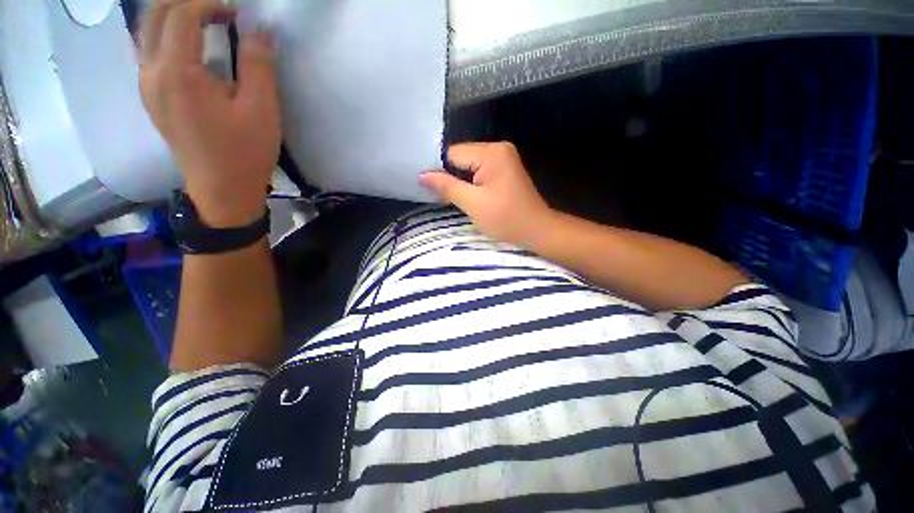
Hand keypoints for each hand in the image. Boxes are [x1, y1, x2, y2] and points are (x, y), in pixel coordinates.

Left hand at [139, 0, 280, 226]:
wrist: (222, 189)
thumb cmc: (245, 152)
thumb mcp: (261, 110)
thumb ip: (258, 65)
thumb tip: (259, 30)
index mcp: (178, 73)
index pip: (181, 14)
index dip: (208, 2)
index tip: (235, 11)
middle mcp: (151, 72)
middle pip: (155, 14)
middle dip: (185, 2)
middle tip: (218, 10)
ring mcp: (146, 85)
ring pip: (147, 30)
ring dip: (173, 15)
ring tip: (204, 20)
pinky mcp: (151, 96)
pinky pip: (148, 50)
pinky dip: (166, 34)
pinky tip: (188, 43)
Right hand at [420, 142, 554, 248]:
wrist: (537, 230)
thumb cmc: (506, 218)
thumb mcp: (473, 204)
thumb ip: (447, 186)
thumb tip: (422, 175)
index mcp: (492, 152)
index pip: (453, 154)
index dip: (440, 171)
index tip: (432, 189)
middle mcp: (498, 148)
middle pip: (461, 158)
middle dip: (451, 177)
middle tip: (444, 197)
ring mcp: (503, 158)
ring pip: (469, 166)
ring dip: (461, 182)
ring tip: (456, 199)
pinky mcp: (504, 170)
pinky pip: (479, 172)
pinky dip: (471, 184)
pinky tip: (469, 196)